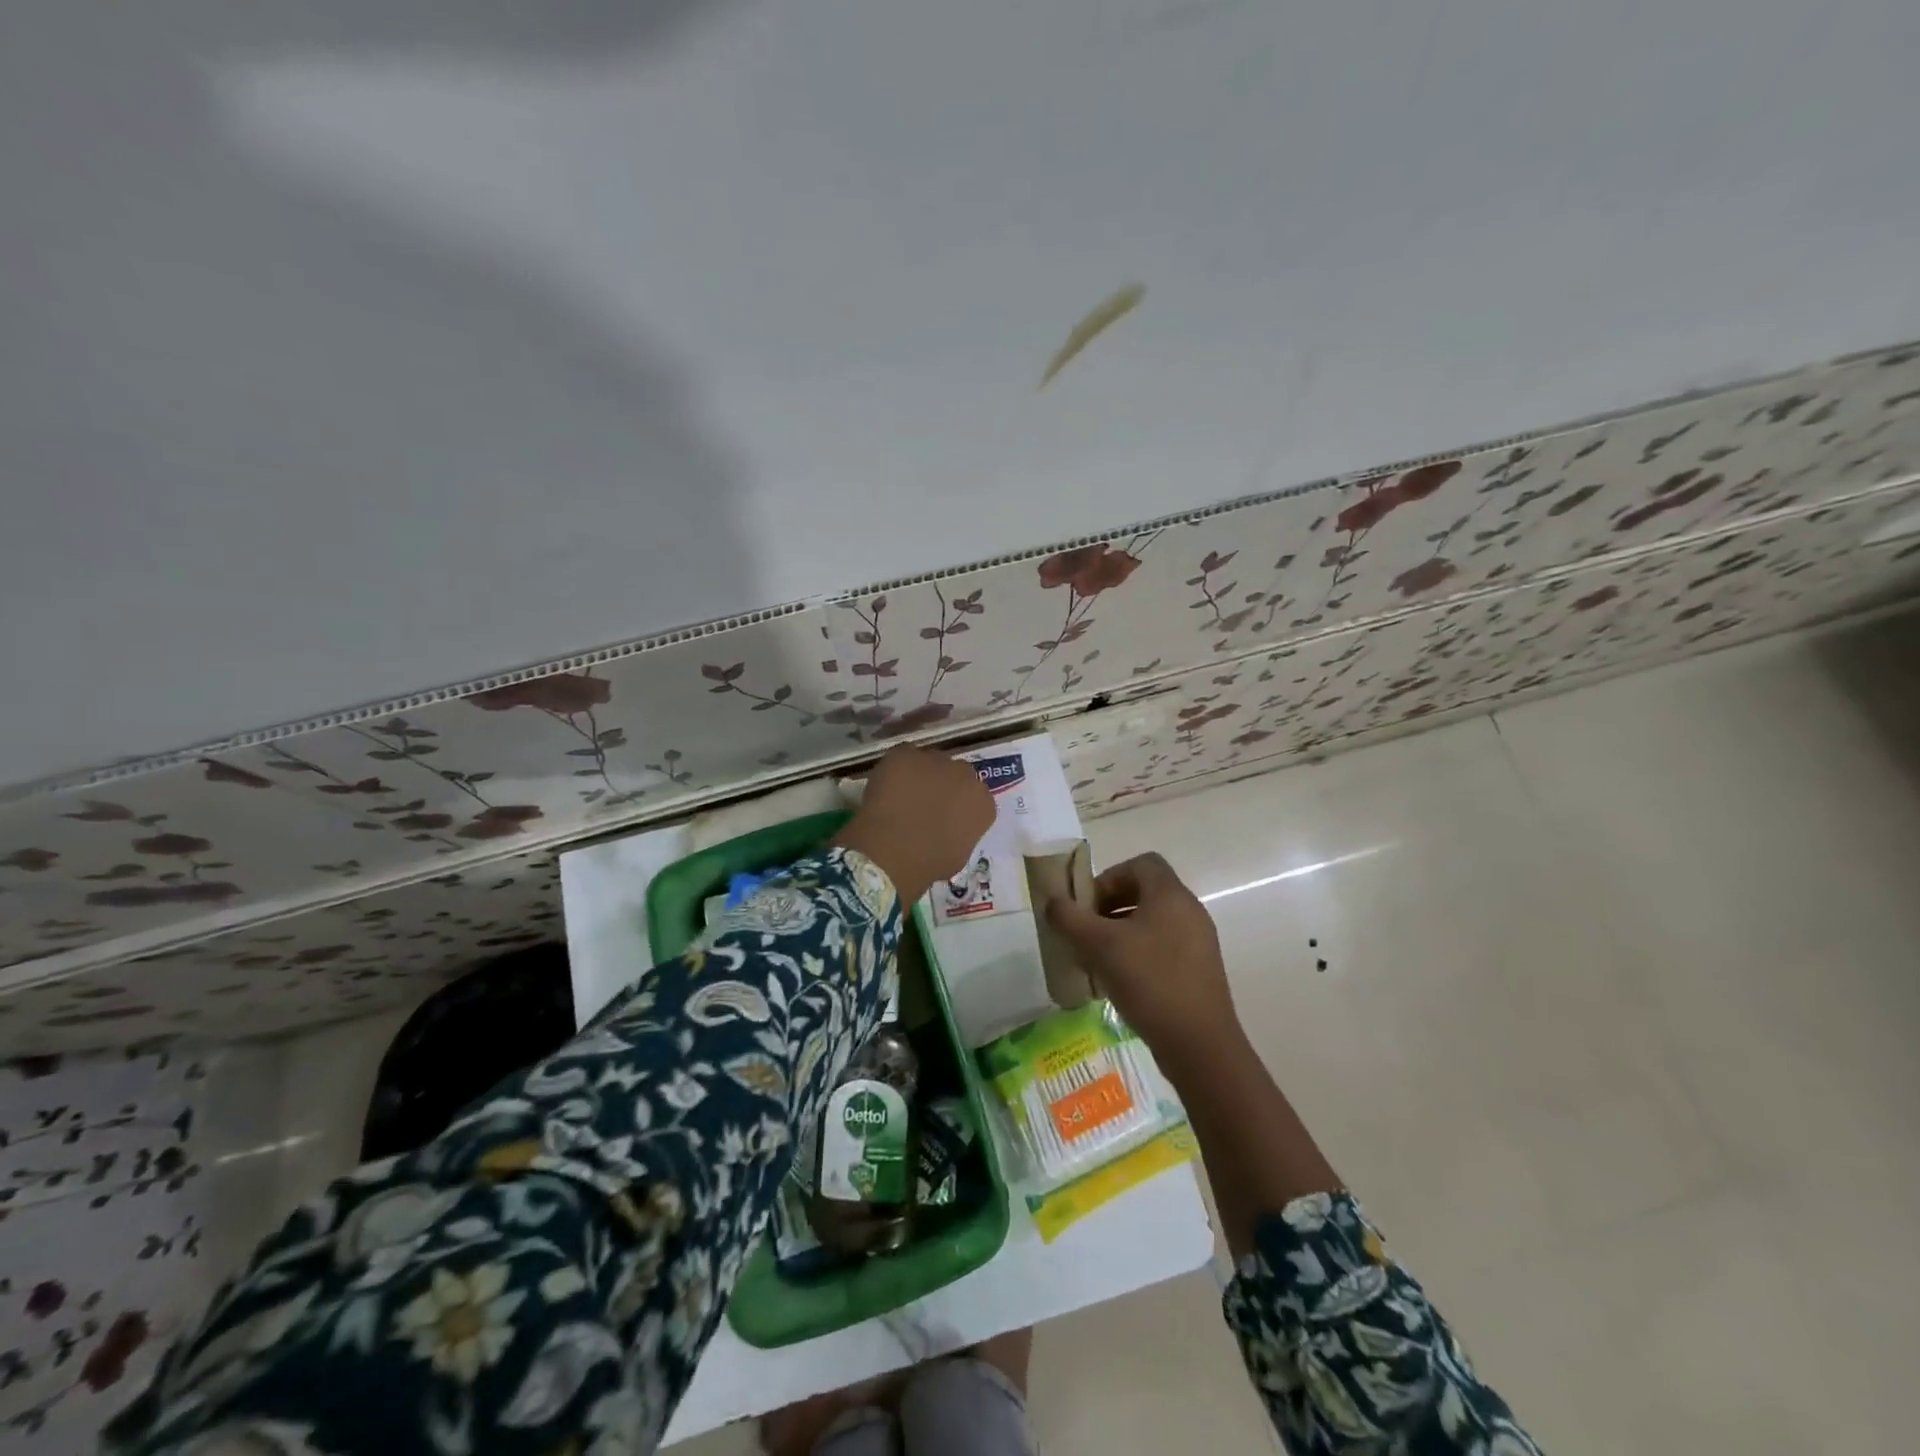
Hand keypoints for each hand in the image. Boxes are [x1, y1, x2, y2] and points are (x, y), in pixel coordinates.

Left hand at [833, 746, 995, 904]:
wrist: (893, 852)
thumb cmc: (929, 863)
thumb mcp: (959, 855)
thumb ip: (962, 833)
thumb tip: (949, 828)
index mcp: (982, 802)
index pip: (975, 798)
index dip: (958, 806)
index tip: (945, 818)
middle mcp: (965, 774)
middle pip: (956, 774)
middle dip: (943, 785)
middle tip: (924, 804)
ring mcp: (935, 760)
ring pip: (930, 762)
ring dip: (921, 775)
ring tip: (902, 795)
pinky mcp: (905, 754)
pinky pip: (903, 757)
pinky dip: (897, 769)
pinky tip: (887, 787)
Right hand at [1044, 852, 1240, 1067]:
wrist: (1200, 1044)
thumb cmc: (1149, 981)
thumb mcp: (1099, 946)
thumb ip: (1070, 918)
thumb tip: (1052, 902)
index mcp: (1170, 895)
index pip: (1141, 863)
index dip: (1110, 876)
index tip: (1089, 905)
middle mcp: (1189, 911)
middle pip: (1146, 892)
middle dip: (1111, 905)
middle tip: (1087, 931)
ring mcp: (1198, 942)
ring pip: (1153, 922)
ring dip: (1122, 932)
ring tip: (1098, 959)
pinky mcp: (1199, 970)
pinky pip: (1164, 947)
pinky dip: (1139, 953)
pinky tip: (1120, 982)